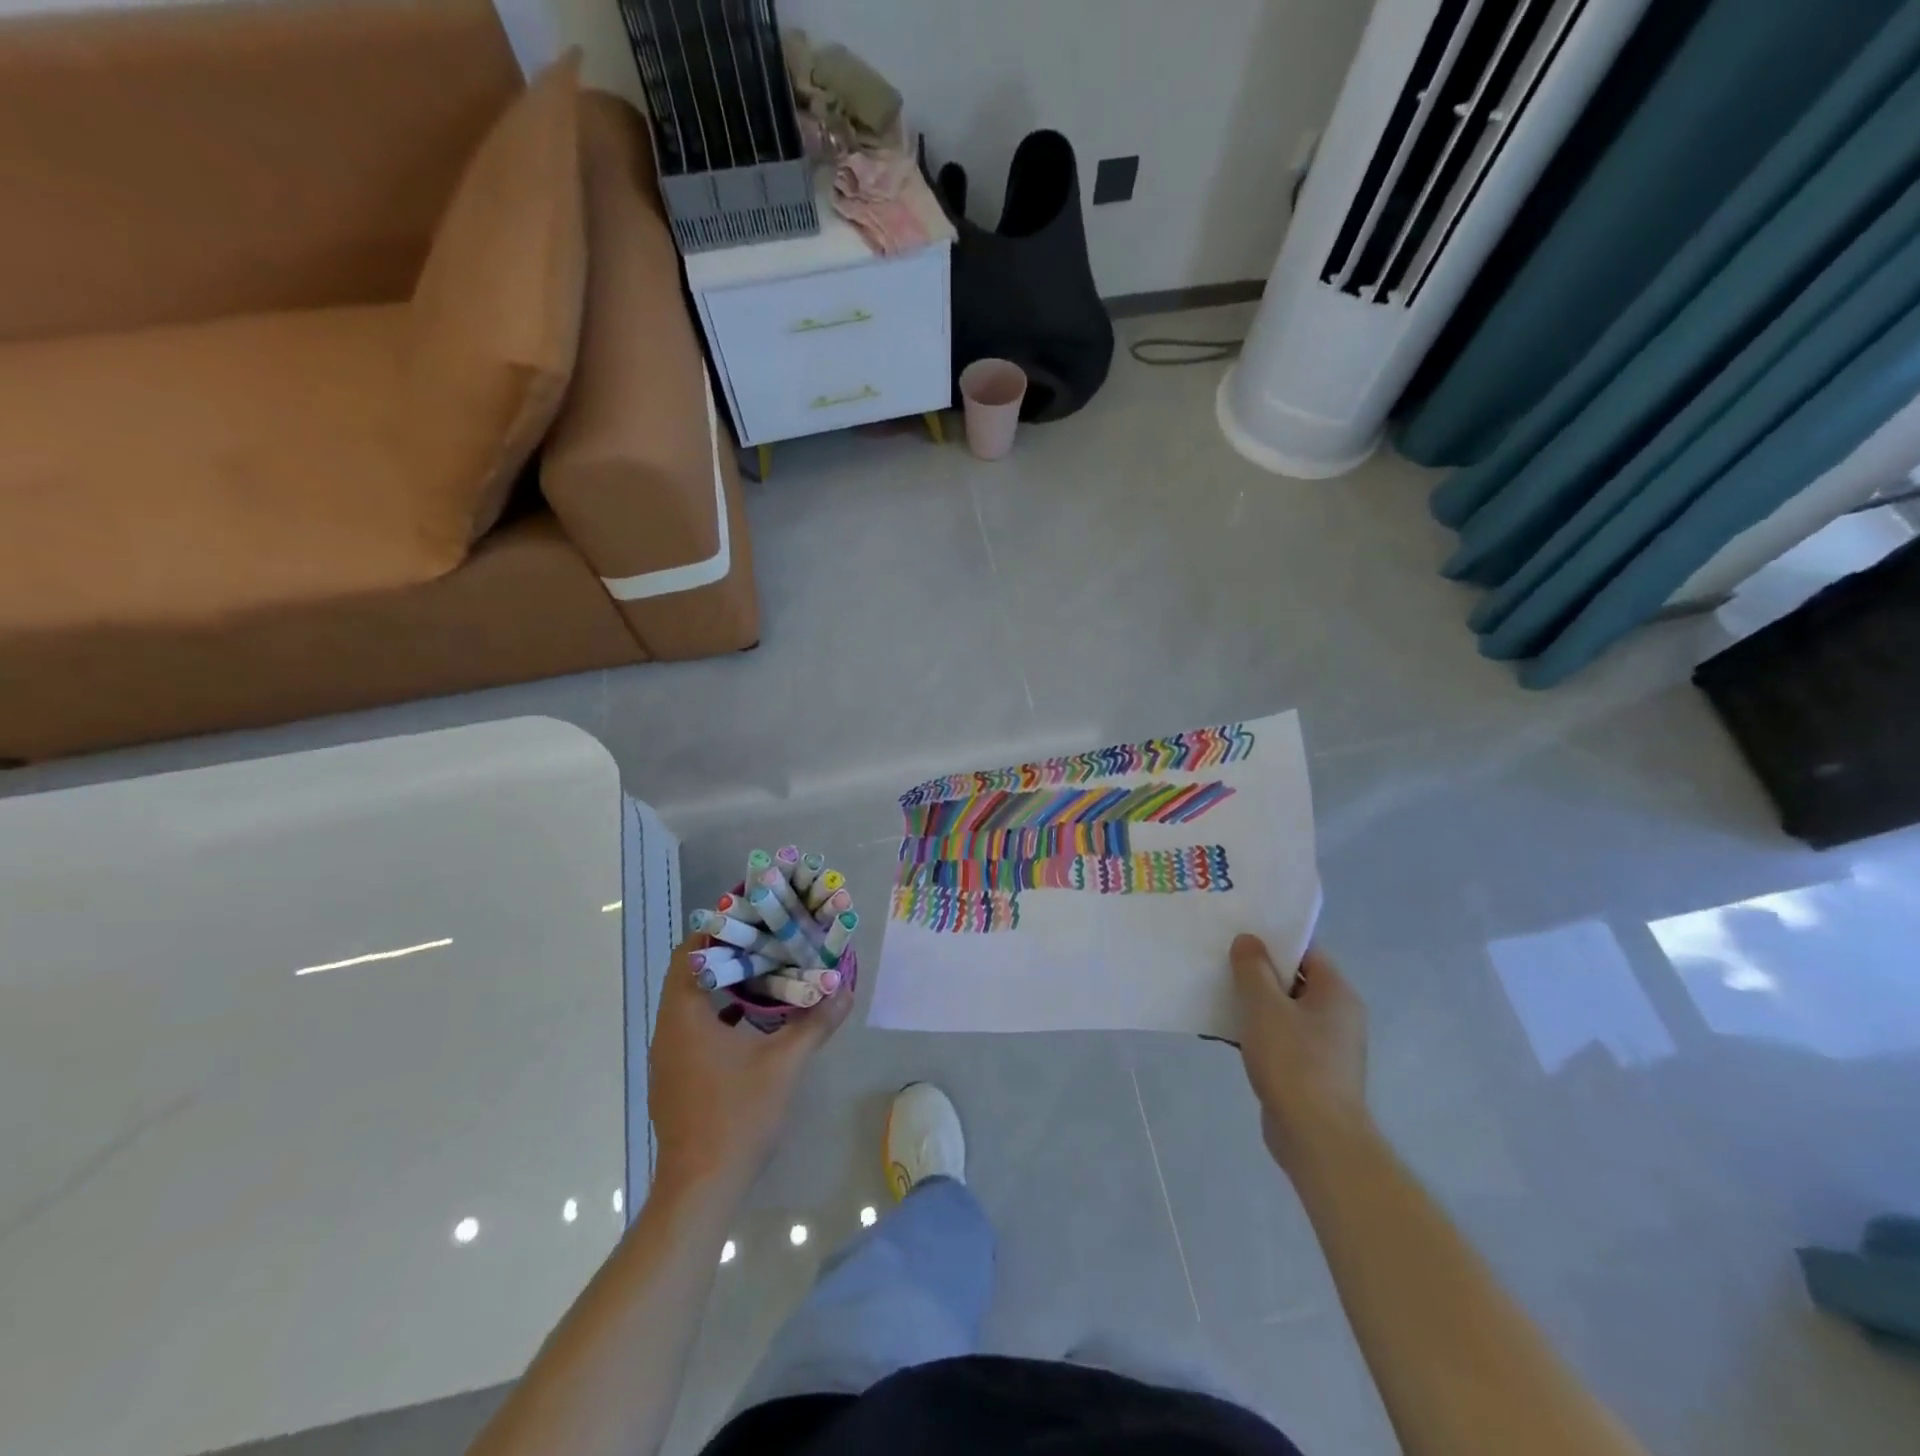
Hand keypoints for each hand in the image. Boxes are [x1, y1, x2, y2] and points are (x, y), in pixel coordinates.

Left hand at [648, 942, 851, 1197]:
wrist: (700, 1188)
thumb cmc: (737, 1116)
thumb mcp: (785, 1064)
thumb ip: (815, 1023)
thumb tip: (844, 989)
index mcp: (685, 1016)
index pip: (691, 952)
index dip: (719, 928)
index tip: (753, 915)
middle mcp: (669, 1029)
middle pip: (693, 972)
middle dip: (730, 953)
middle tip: (769, 938)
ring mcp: (669, 1055)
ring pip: (694, 1001)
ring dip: (727, 983)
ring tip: (768, 970)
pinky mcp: (676, 1076)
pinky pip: (695, 1026)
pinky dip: (722, 1012)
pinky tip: (756, 1018)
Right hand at [1230, 935, 1368, 1174]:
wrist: (1317, 1139)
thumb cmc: (1294, 1063)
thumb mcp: (1265, 1007)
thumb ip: (1253, 969)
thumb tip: (1249, 940)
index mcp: (1336, 993)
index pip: (1306, 950)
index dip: (1273, 939)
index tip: (1239, 931)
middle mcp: (1336, 1015)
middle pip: (1293, 979)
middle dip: (1255, 971)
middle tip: (1219, 958)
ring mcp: (1324, 1046)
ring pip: (1282, 1010)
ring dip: (1250, 1003)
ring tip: (1212, 992)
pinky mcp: (1308, 1071)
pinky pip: (1278, 1038)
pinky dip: (1253, 1031)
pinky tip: (1220, 1032)